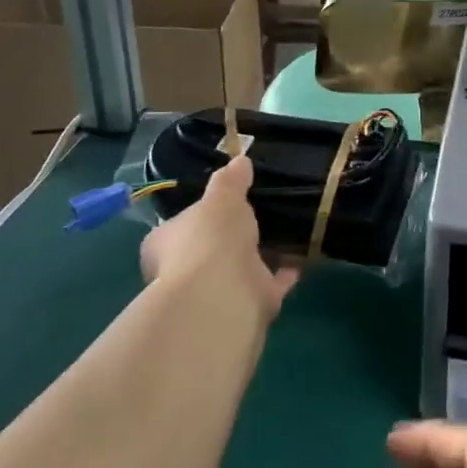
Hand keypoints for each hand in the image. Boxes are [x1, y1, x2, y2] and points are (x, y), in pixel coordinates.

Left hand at [139, 157, 298, 316]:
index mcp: (165, 243)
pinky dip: (284, 273)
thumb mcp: (221, 198)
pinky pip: (269, 284)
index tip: (221, 204)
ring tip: (286, 230)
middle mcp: (184, 271)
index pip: (177, 227)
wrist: (222, 295)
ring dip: (261, 256)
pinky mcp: (245, 307)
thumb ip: (230, 181)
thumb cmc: (210, 238)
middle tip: (259, 216)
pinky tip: (301, 255)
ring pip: (240, 269)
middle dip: (231, 238)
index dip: (197, 215)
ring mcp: (216, 292)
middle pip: (209, 250)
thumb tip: (240, 160)